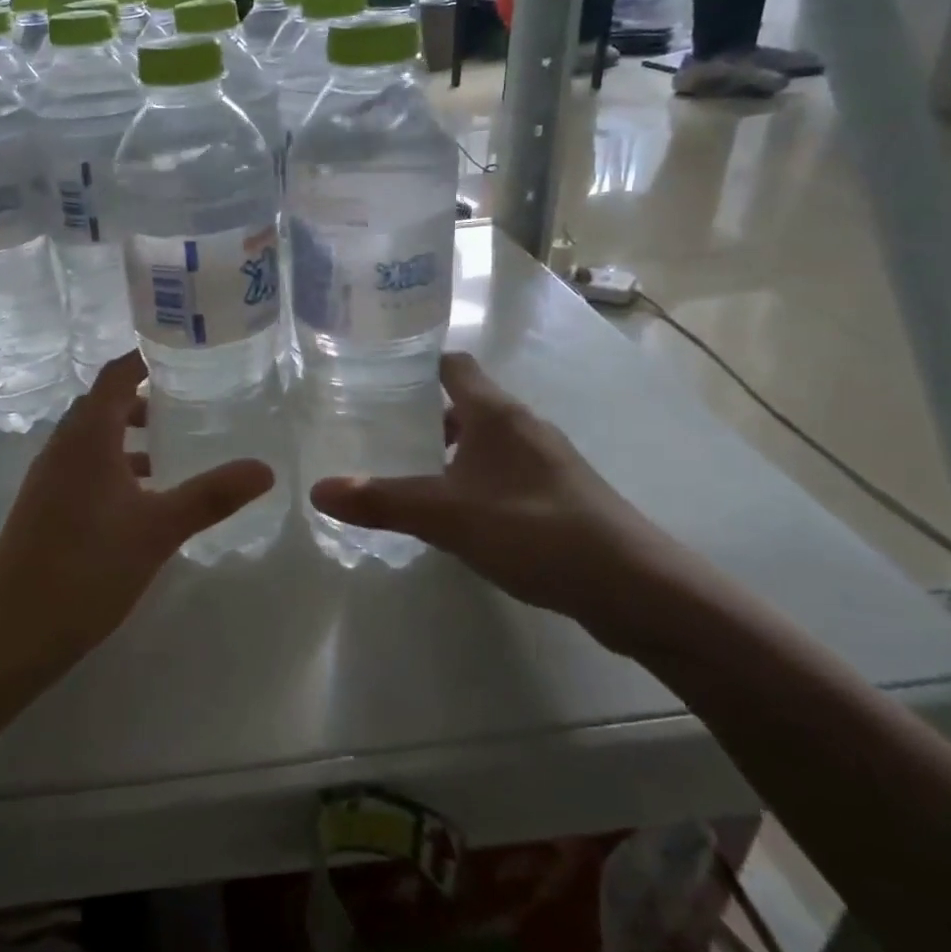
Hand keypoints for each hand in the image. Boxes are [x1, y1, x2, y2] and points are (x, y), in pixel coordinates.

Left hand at [0, 351, 274, 673]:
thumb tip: (265, 469)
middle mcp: (63, 446)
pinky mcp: (43, 506)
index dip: (144, 358)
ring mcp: (48, 477)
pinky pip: (83, 466)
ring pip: (91, 438)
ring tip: (170, 448)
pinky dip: (113, 465)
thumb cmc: (87, 567)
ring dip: (127, 434)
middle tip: (186, 400)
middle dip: (141, 398)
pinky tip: (140, 498)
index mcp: (87, 437)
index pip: (115, 376)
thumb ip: (211, 495)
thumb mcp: (158, 529)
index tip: (181, 352)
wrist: (11, 631)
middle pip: (102, 404)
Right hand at [309, 353, 668, 624]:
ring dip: (450, 451)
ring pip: (486, 441)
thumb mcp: (446, 516)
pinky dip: (475, 480)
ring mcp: (546, 461)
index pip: (453, 365)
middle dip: (423, 414)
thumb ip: (381, 500)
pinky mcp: (559, 495)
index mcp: (496, 413)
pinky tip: (457, 514)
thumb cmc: (533, 530)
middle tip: (376, 431)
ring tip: (408, 473)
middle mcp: (523, 425)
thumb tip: (317, 489)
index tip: (376, 376)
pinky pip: (504, 472)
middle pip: (465, 403)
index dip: (416, 364)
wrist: (633, 587)